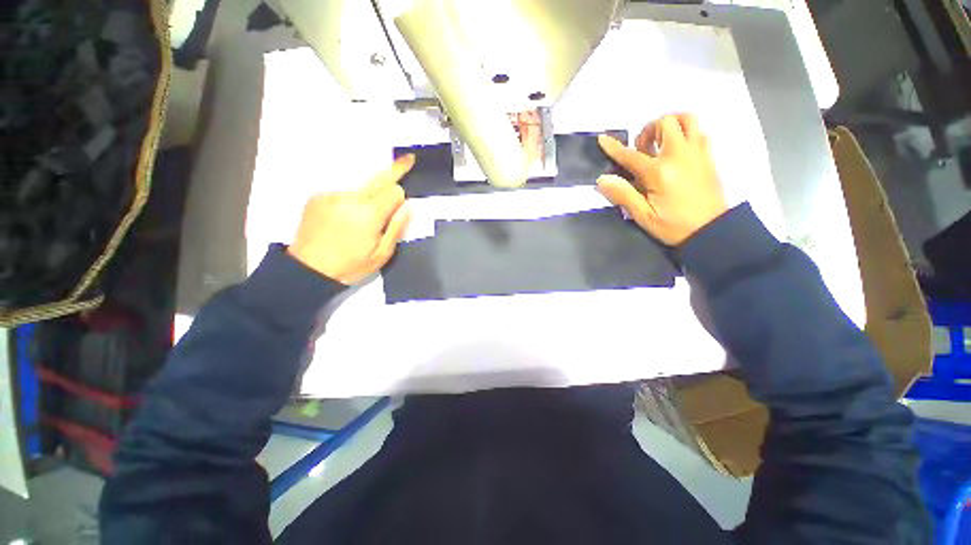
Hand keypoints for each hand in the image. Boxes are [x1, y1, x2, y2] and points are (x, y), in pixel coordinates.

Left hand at [288, 155, 414, 284]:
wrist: (307, 270)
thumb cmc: (350, 266)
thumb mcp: (382, 254)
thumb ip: (397, 227)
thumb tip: (408, 205)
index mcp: (369, 214)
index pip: (394, 191)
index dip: (400, 197)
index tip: (403, 204)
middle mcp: (350, 198)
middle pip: (378, 178)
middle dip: (395, 169)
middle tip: (408, 159)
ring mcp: (331, 195)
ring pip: (361, 187)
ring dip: (369, 196)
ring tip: (361, 221)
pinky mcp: (317, 197)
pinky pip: (344, 193)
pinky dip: (351, 201)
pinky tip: (344, 220)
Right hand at [597, 114, 727, 245]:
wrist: (712, 231)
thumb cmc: (674, 226)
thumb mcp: (643, 216)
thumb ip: (623, 195)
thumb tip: (602, 180)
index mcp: (659, 172)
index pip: (630, 155)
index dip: (613, 147)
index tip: (602, 139)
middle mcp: (679, 155)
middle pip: (665, 122)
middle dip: (648, 130)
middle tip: (642, 149)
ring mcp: (697, 153)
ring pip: (687, 119)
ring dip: (671, 124)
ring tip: (661, 142)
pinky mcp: (708, 157)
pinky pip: (700, 132)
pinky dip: (687, 134)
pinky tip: (678, 151)